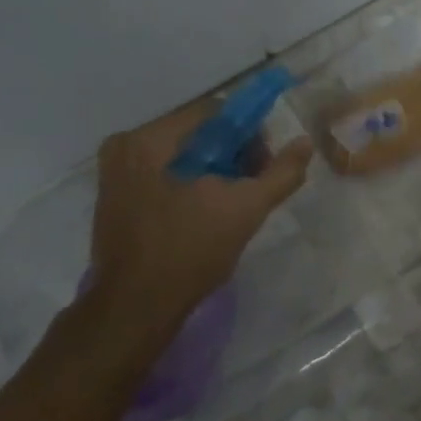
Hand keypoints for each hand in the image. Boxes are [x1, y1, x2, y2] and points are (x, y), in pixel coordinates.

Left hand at [89, 99, 313, 324]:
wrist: (136, 309)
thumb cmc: (189, 252)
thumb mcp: (245, 209)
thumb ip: (280, 173)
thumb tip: (305, 143)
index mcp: (148, 140)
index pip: (212, 112)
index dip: (248, 133)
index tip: (264, 165)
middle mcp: (124, 147)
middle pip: (196, 133)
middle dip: (232, 155)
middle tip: (253, 187)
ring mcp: (115, 174)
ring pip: (181, 155)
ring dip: (214, 172)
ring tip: (233, 204)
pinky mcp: (116, 198)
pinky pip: (164, 175)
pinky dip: (191, 185)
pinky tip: (207, 214)